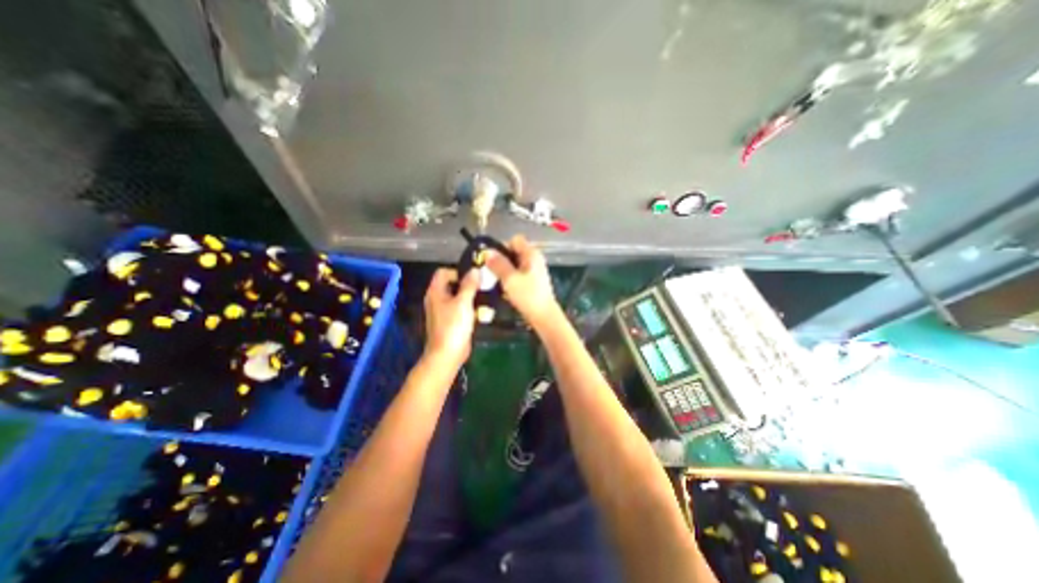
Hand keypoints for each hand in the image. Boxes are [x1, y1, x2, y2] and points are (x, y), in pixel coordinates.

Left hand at [422, 266, 478, 365]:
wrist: (448, 354)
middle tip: (483, 285)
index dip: (458, 271)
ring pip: (458, 296)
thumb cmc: (453, 326)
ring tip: (485, 296)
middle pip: (452, 284)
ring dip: (470, 295)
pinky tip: (482, 310)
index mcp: (435, 292)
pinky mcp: (451, 321)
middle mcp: (437, 299)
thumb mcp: (463, 302)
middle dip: (467, 283)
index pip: (443, 272)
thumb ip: (469, 285)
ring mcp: (444, 311)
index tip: (474, 277)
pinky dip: (470, 307)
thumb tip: (475, 270)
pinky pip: (461, 308)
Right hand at [484, 234, 560, 327]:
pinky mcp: (533, 281)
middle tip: (491, 271)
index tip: (492, 259)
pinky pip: (518, 274)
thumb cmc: (528, 296)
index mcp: (531, 254)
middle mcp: (534, 259)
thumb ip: (498, 264)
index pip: (514, 240)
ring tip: (496, 281)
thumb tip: (487, 252)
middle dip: (501, 260)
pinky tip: (505, 288)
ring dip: (504, 271)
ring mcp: (535, 270)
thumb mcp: (509, 279)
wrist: (543, 315)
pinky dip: (511, 278)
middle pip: (514, 252)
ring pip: (515, 264)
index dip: (502, 246)